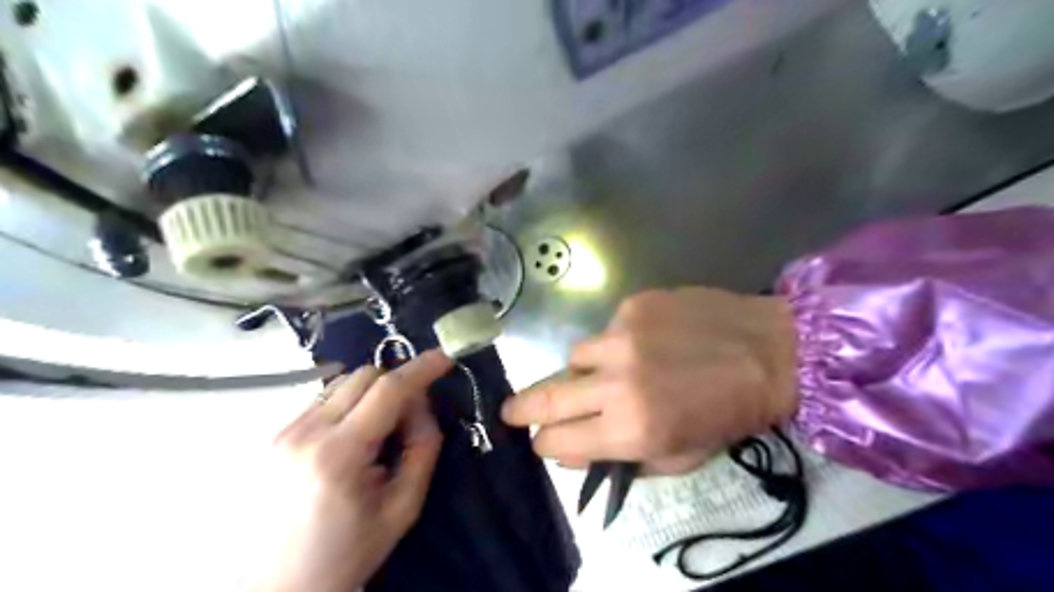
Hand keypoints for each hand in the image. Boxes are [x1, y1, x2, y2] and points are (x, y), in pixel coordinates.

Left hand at [260, 351, 451, 591]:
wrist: (276, 589)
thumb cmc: (347, 553)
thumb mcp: (403, 508)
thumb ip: (423, 449)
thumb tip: (422, 407)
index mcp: (339, 455)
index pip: (387, 390)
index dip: (421, 368)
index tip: (445, 357)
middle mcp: (305, 433)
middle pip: (363, 375)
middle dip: (396, 383)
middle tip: (410, 416)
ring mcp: (284, 432)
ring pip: (341, 382)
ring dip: (371, 392)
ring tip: (379, 431)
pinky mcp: (275, 436)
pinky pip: (322, 399)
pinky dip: (348, 404)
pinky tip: (352, 438)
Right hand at [503, 287, 798, 475]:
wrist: (771, 351)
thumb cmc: (728, 413)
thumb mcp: (679, 456)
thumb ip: (619, 459)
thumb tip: (571, 451)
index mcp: (631, 429)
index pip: (557, 441)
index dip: (546, 444)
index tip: (544, 440)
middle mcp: (617, 381)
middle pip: (547, 396)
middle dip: (522, 408)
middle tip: (510, 411)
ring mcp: (622, 337)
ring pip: (575, 356)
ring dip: (584, 370)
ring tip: (613, 370)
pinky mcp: (633, 305)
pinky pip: (607, 330)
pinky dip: (617, 342)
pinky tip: (648, 342)